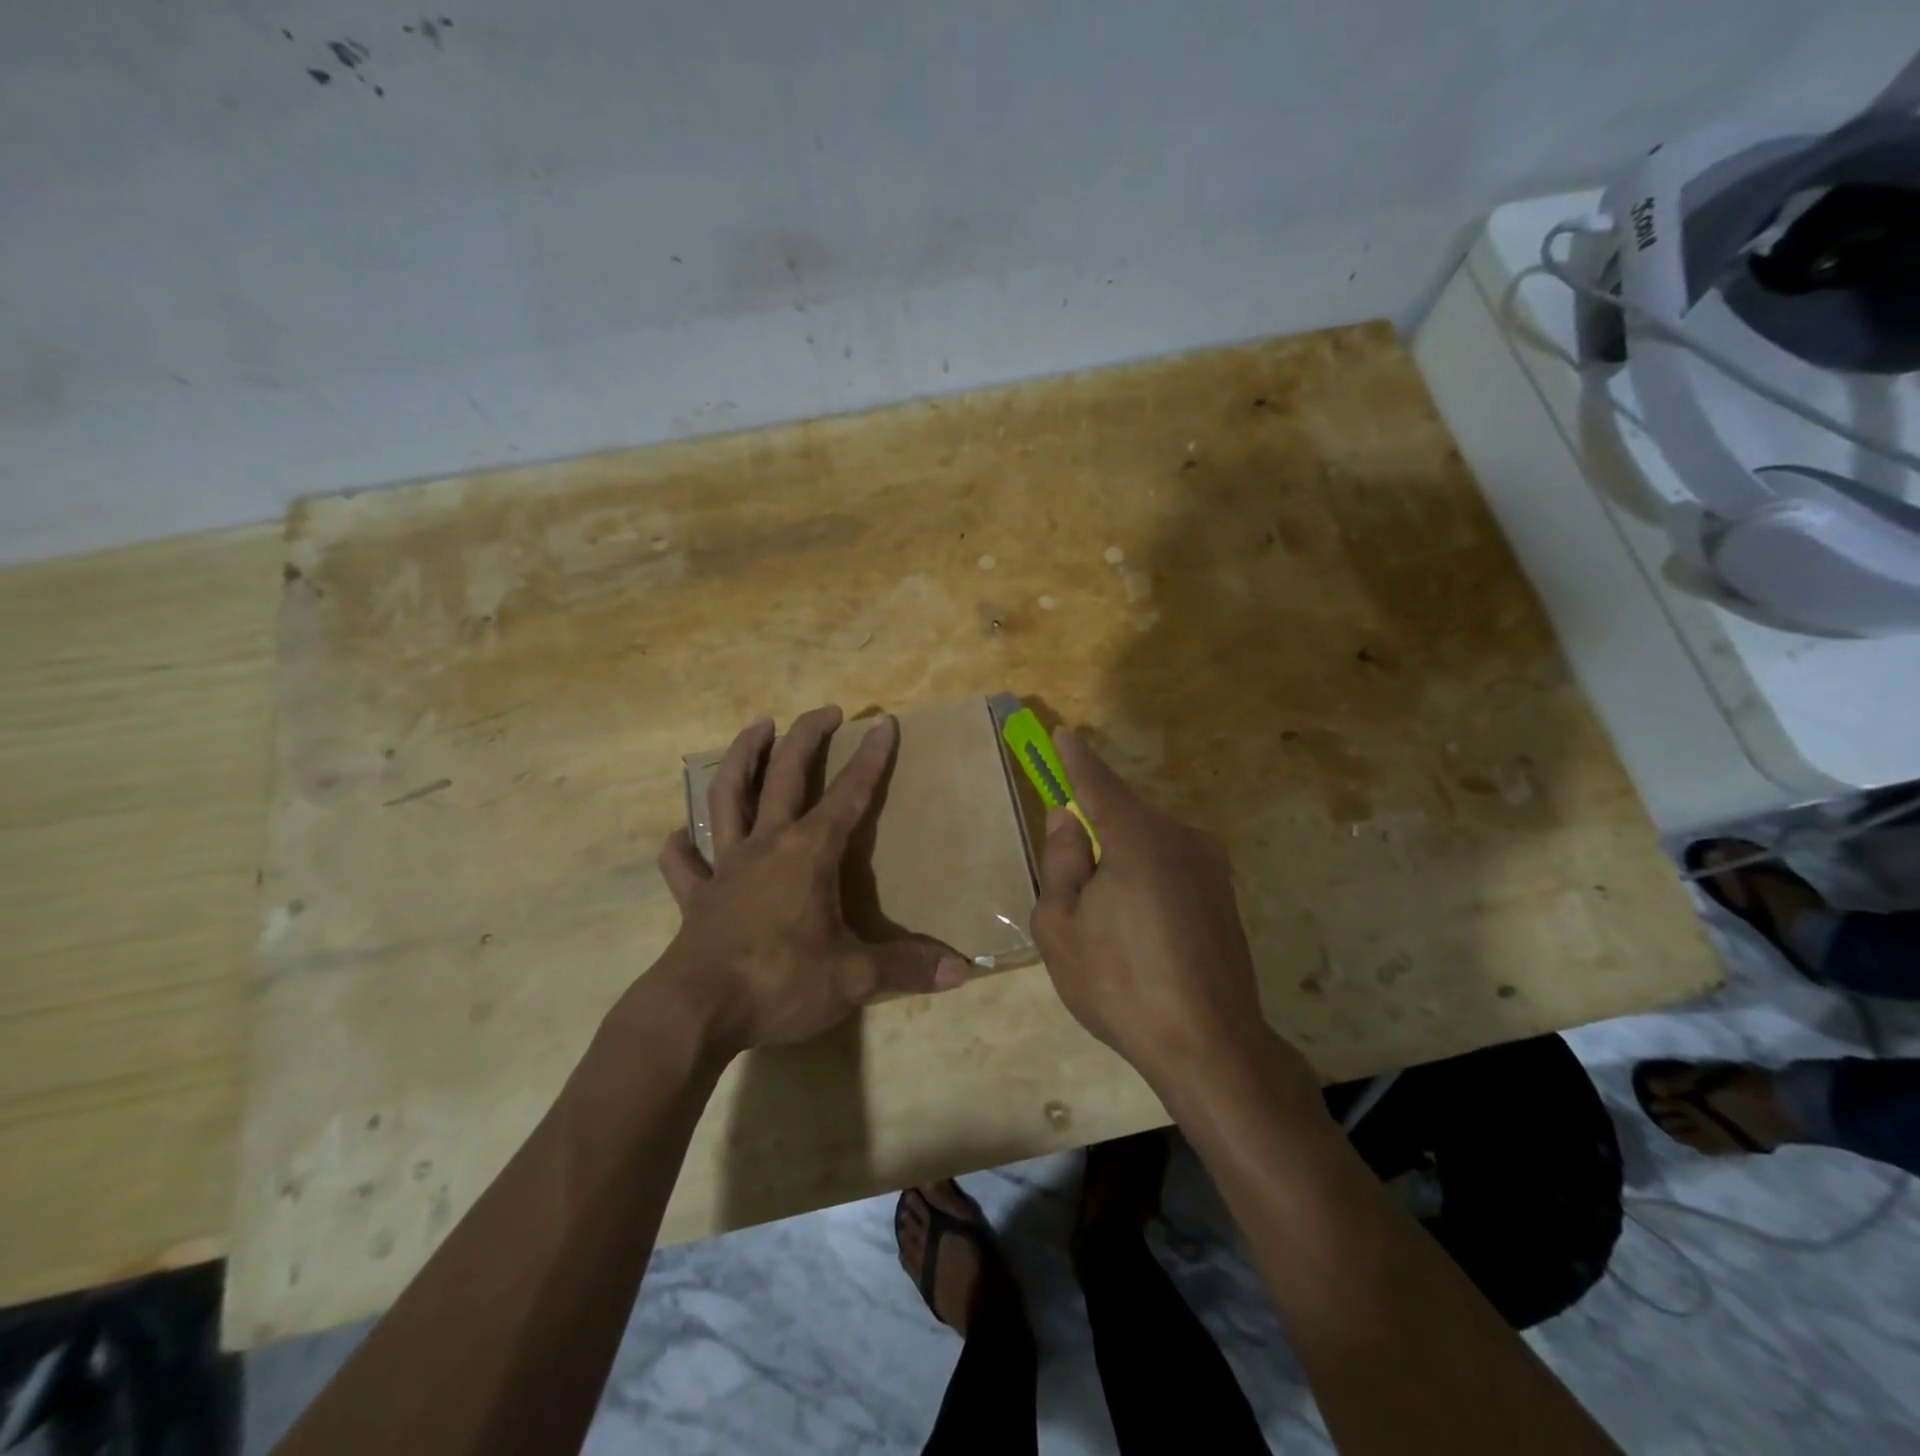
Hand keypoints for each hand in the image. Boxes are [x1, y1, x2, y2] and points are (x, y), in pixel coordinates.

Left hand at [646, 706, 967, 1059]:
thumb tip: (962, 972)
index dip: (870, 758)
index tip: (883, 724)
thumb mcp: (853, 978)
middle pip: (785, 776)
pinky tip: (679, 837)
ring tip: (756, 728)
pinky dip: (681, 848)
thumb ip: (906, 967)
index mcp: (808, 853)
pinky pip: (684, 865)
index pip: (848, 794)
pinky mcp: (696, 897)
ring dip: (741, 758)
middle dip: (807, 737)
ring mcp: (725, 867)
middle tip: (825, 710)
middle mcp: (766, 846)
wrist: (696, 1012)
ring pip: (728, 798)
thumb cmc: (780, 982)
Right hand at [1030, 730, 1312, 1094]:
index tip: (1062, 735)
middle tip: (1072, 887)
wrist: (1210, 1046)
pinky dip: (1146, 881)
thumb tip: (1067, 819)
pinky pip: (1171, 868)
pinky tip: (1140, 935)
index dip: (1076, 760)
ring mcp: (1211, 866)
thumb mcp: (1060, 927)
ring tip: (1107, 926)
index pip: (1098, 783)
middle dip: (1094, 834)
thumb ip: (1061, 862)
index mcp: (1139, 839)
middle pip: (1123, 817)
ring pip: (1148, 844)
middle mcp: (1182, 838)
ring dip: (1121, 863)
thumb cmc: (1120, 984)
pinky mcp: (1225, 894)